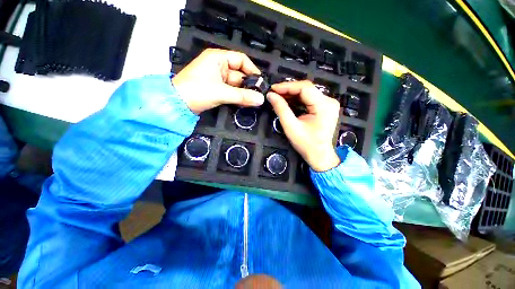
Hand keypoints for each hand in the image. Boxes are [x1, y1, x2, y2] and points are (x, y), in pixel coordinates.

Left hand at [172, 49, 264, 114]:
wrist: (176, 104)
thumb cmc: (197, 91)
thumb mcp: (221, 92)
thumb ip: (242, 96)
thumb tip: (261, 99)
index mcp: (218, 58)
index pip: (241, 60)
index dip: (252, 70)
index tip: (260, 82)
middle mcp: (218, 66)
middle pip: (240, 74)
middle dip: (249, 85)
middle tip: (259, 96)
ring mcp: (217, 78)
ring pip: (236, 84)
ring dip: (244, 93)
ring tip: (254, 101)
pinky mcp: (216, 89)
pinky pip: (231, 91)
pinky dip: (238, 97)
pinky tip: (245, 103)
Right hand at [267, 81, 340, 171]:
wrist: (319, 155)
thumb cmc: (306, 144)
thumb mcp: (291, 127)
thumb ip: (281, 109)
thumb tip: (270, 95)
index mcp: (324, 105)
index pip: (304, 88)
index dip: (287, 86)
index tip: (272, 89)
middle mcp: (329, 101)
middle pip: (306, 89)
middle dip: (288, 90)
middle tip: (274, 93)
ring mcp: (328, 103)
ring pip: (307, 93)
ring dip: (292, 94)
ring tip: (278, 97)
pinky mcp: (325, 107)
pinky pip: (309, 99)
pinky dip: (297, 99)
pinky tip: (288, 101)